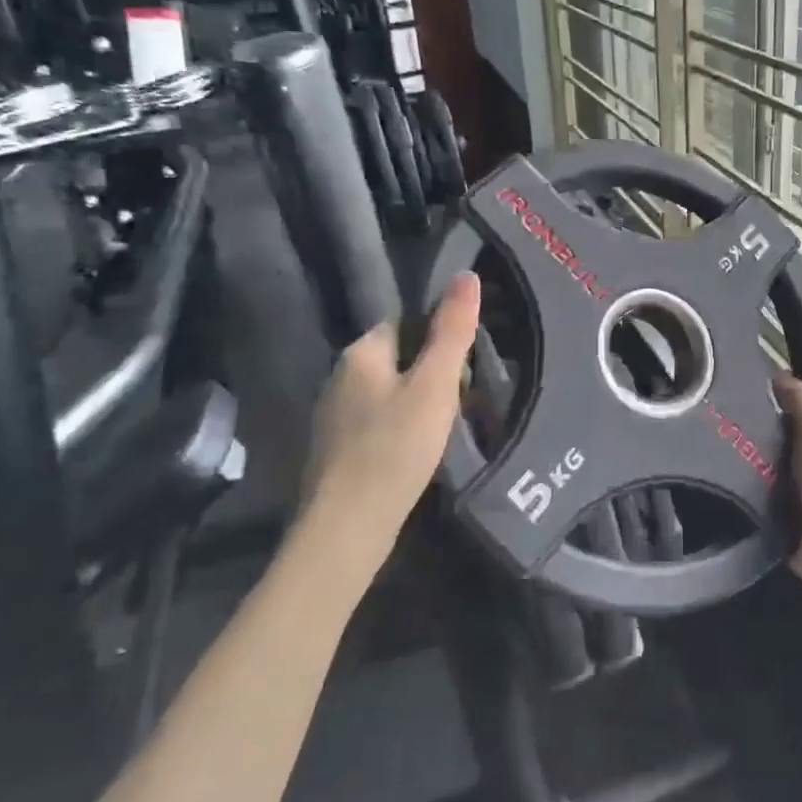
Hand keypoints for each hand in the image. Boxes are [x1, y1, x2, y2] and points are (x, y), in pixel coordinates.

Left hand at [293, 272, 481, 577]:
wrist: (348, 526)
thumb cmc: (396, 446)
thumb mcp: (435, 385)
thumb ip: (452, 331)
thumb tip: (468, 274)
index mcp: (360, 353)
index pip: (405, 323)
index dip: (439, 337)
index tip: (467, 362)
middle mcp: (340, 377)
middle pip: (398, 359)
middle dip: (431, 373)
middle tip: (465, 398)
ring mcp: (334, 417)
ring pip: (389, 394)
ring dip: (418, 403)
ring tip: (449, 426)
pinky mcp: (337, 451)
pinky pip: (378, 424)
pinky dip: (401, 430)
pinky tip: (418, 452)